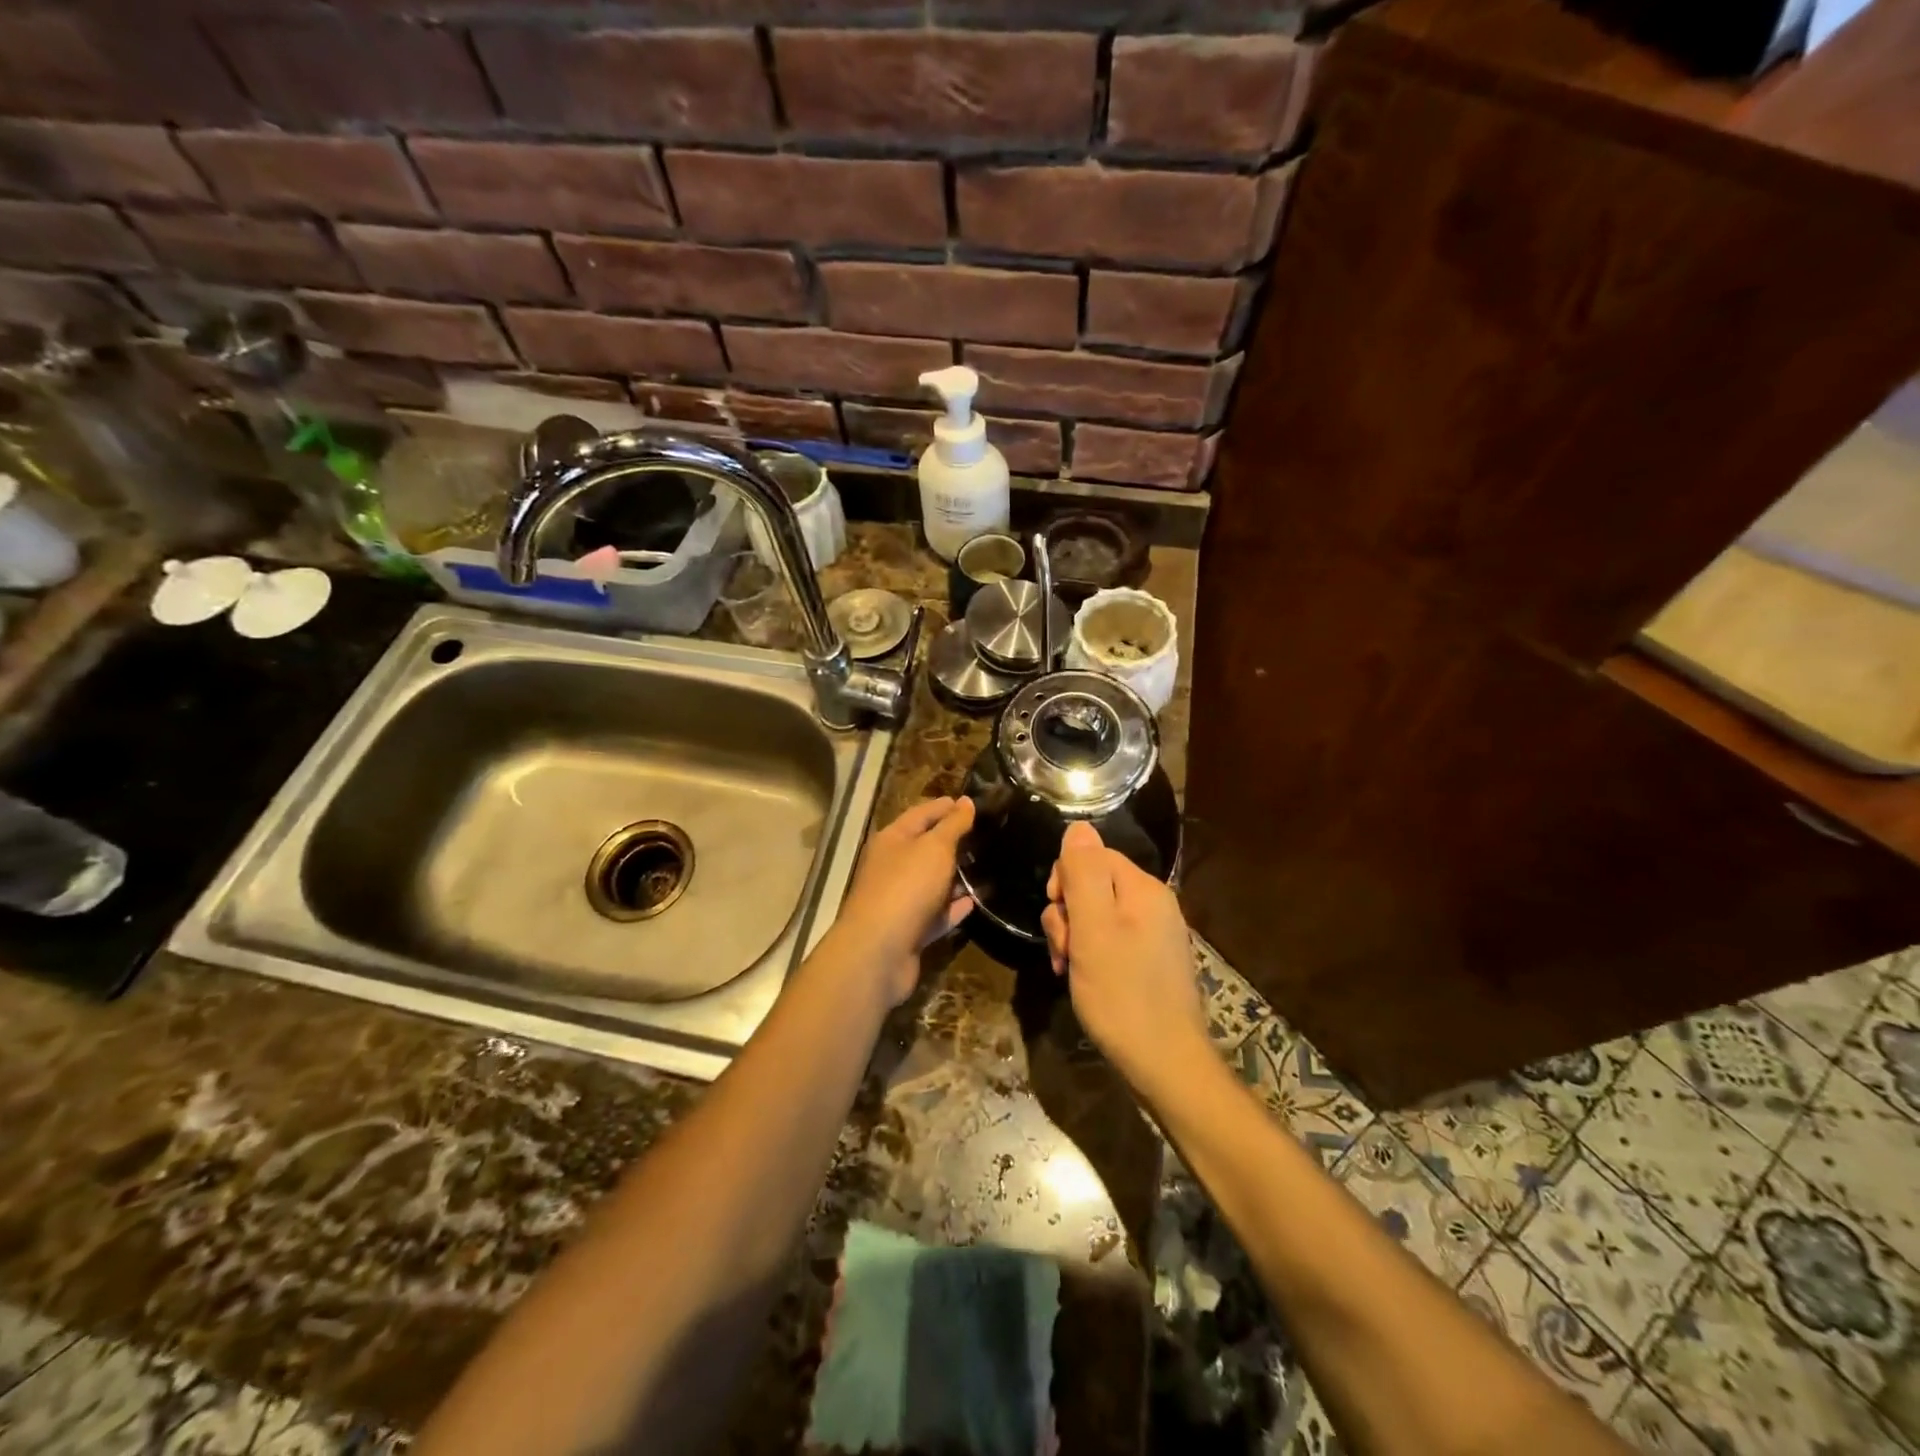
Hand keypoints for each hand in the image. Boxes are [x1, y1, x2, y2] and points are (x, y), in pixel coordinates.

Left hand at [830, 797, 974, 1007]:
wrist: (879, 951)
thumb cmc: (906, 887)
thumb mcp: (935, 848)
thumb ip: (953, 825)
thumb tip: (966, 801)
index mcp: (892, 840)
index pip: (921, 814)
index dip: (945, 807)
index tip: (971, 803)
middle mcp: (892, 867)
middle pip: (924, 848)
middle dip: (952, 841)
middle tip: (986, 834)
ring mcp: (899, 900)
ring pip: (931, 882)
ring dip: (955, 876)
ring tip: (986, 866)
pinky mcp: (909, 930)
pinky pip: (936, 913)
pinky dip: (954, 907)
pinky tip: (976, 901)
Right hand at [1042, 821, 1206, 1090]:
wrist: (1165, 1064)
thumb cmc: (1122, 994)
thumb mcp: (1092, 929)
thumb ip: (1083, 874)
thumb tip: (1078, 826)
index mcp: (1144, 888)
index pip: (1092, 855)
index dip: (1065, 879)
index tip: (1058, 913)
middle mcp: (1154, 904)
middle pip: (1092, 885)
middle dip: (1067, 913)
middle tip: (1065, 949)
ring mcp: (1154, 934)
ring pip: (1097, 915)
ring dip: (1074, 937)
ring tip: (1070, 969)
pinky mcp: (1150, 961)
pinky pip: (1110, 940)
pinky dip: (1090, 955)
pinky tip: (1082, 979)